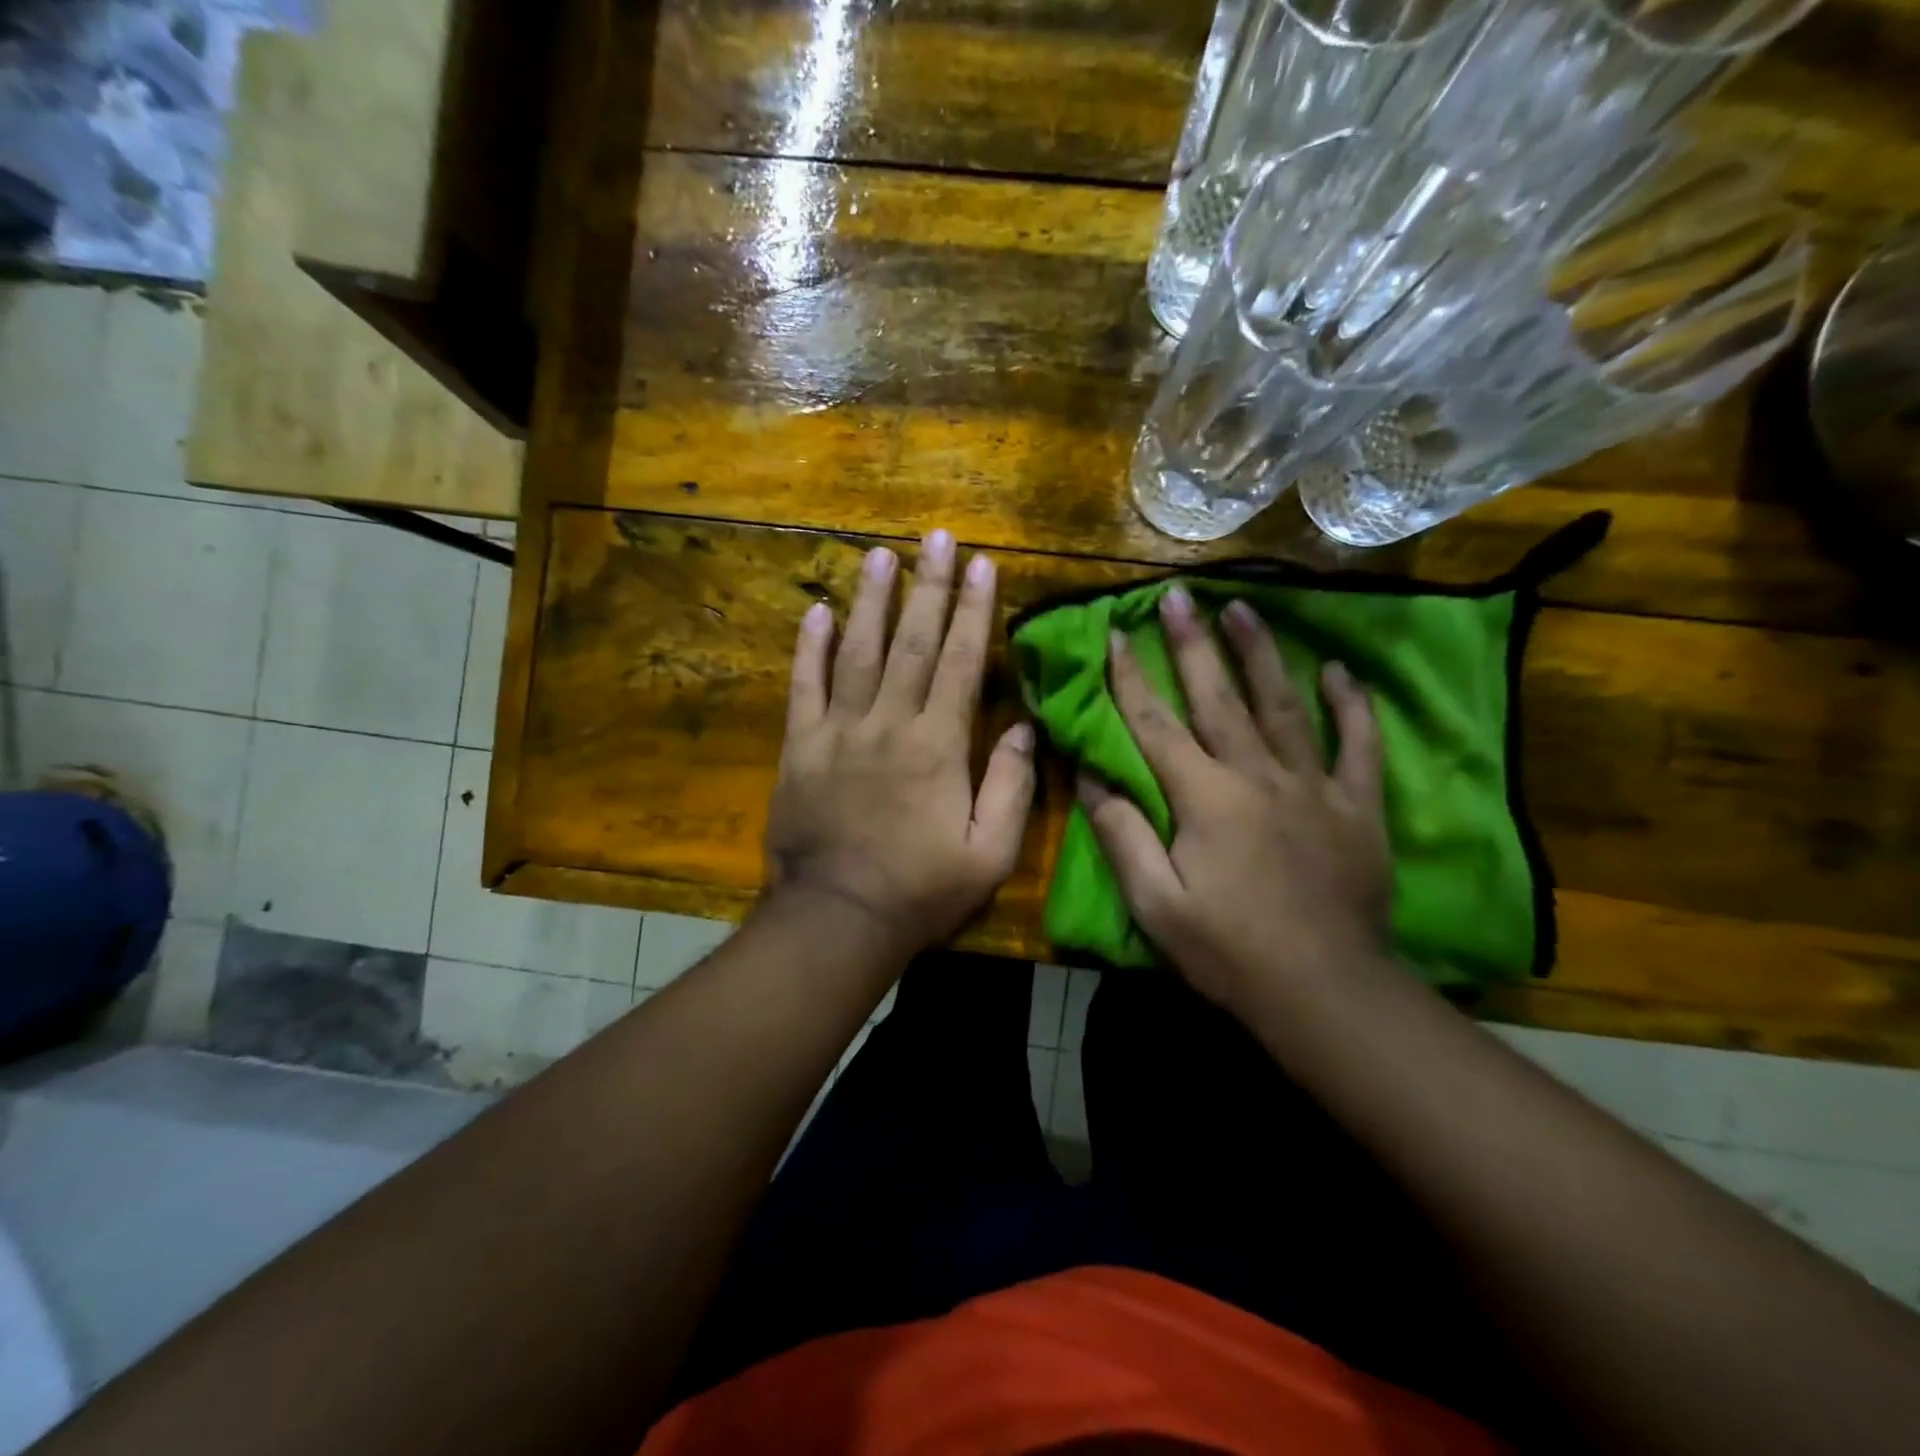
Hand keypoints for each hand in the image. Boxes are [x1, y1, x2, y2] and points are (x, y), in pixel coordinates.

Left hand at [764, 529, 1035, 957]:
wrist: (838, 918)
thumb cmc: (922, 889)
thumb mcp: (990, 852)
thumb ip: (1011, 786)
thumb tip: (1024, 727)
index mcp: (938, 745)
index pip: (962, 662)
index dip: (974, 610)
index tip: (982, 564)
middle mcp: (889, 723)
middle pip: (912, 643)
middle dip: (928, 586)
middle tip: (935, 537)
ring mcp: (839, 732)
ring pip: (857, 652)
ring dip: (871, 600)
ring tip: (881, 554)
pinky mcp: (801, 748)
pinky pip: (804, 688)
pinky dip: (809, 648)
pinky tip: (816, 610)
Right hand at [1077, 587, 1391, 1018]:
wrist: (1324, 991)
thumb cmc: (1228, 950)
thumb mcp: (1155, 904)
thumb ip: (1122, 836)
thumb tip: (1092, 780)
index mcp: (1204, 798)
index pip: (1156, 725)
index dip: (1131, 678)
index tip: (1116, 635)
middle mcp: (1257, 776)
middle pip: (1218, 698)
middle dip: (1193, 644)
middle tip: (1179, 595)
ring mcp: (1313, 786)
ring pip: (1283, 705)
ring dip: (1261, 654)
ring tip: (1244, 607)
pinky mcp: (1356, 806)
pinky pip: (1357, 745)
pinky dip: (1351, 706)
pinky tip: (1340, 672)